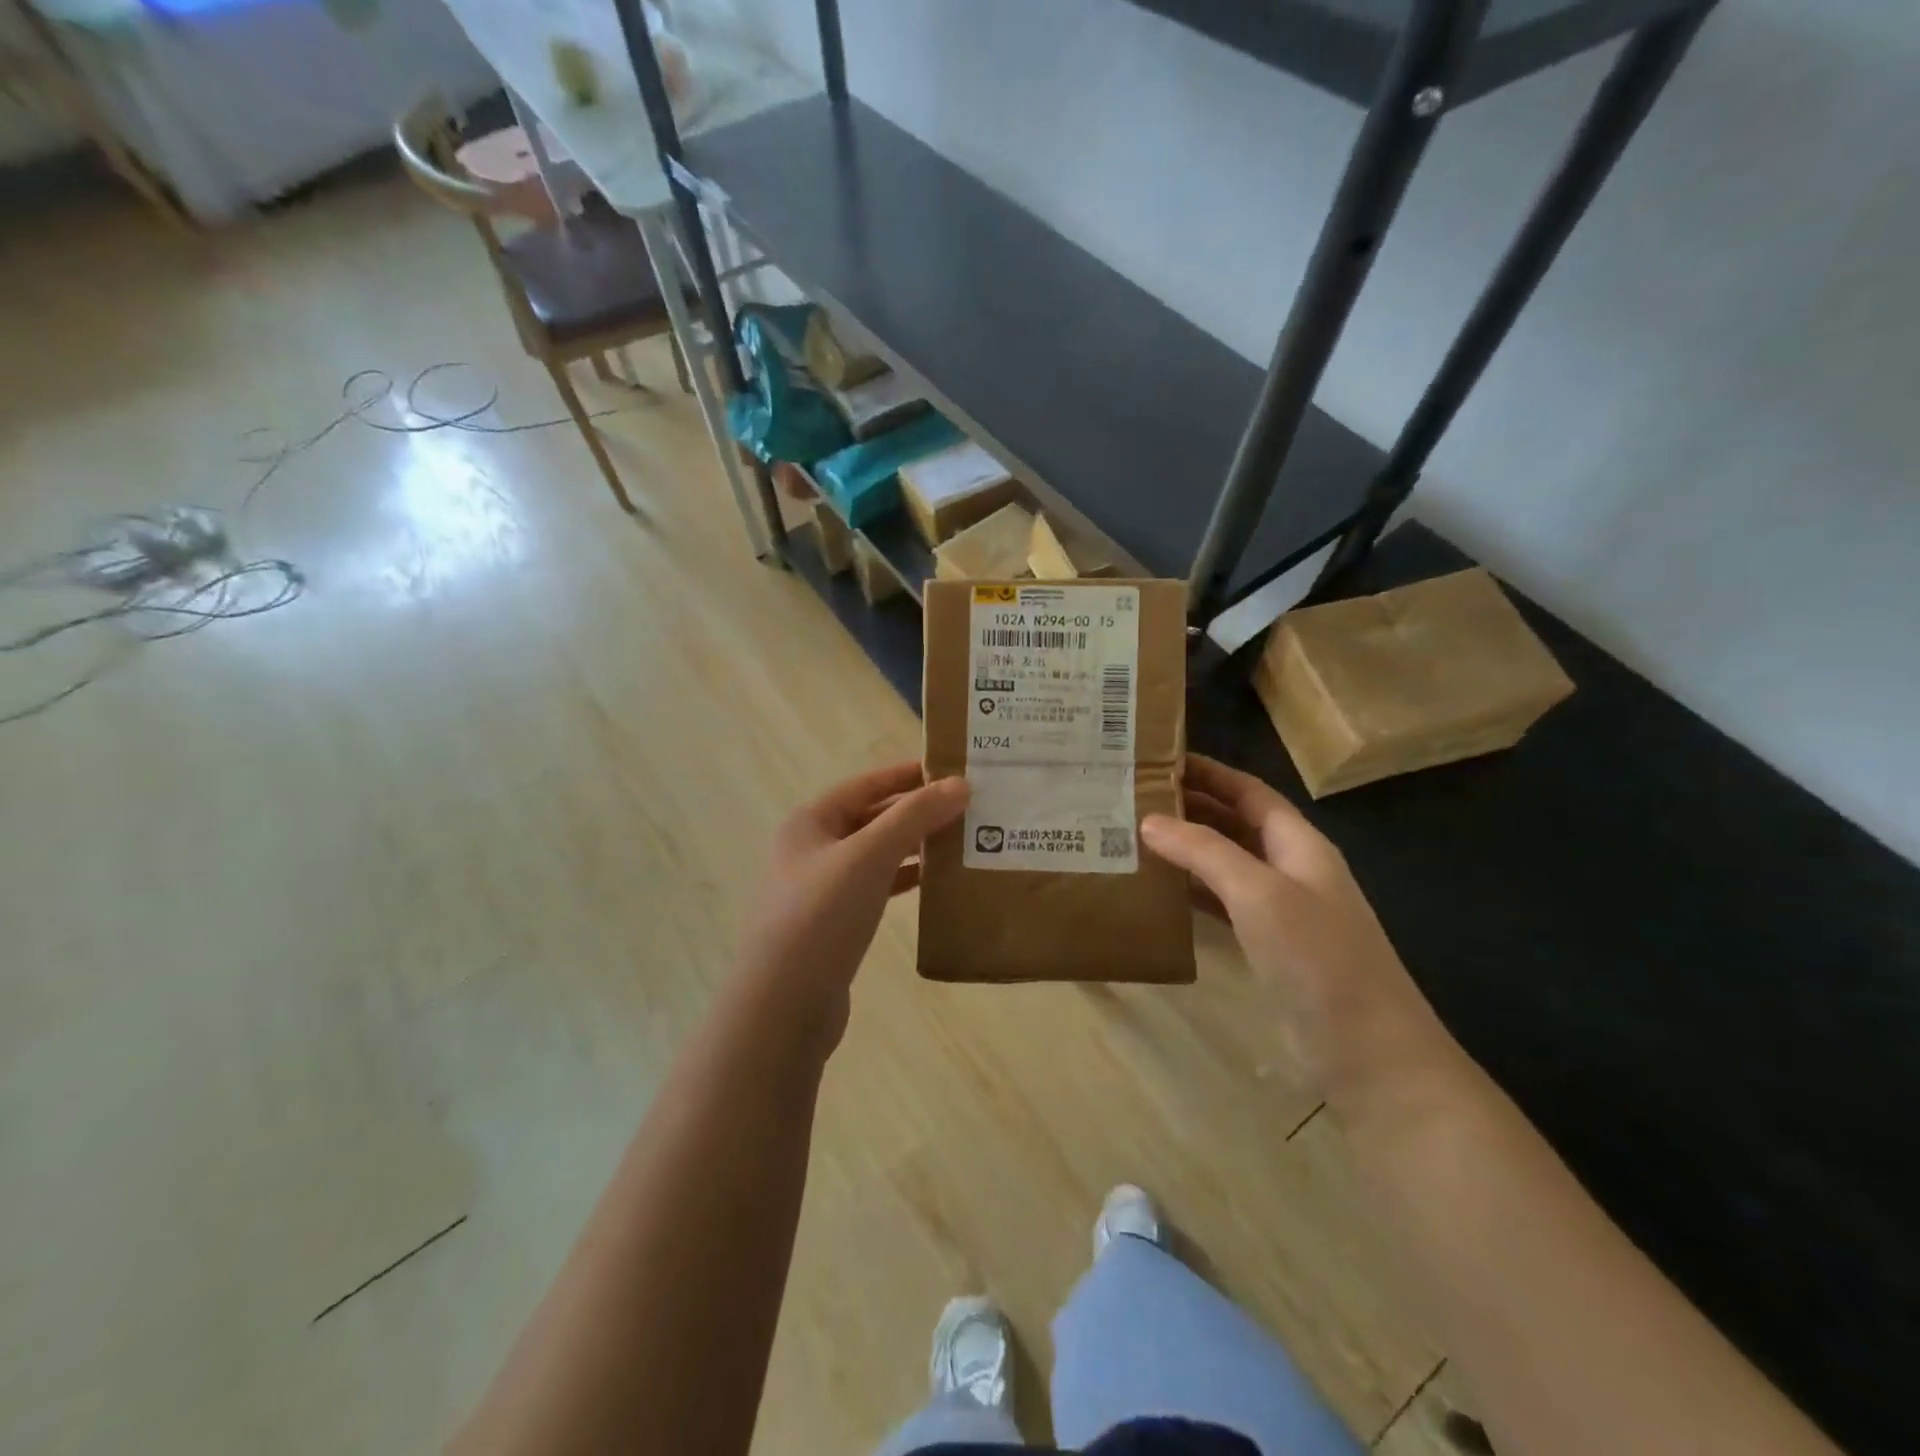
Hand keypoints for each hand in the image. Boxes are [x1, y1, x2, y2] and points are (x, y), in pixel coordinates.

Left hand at [737, 762, 967, 1051]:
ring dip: (912, 846)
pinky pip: (875, 889)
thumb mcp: (869, 856)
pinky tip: (933, 883)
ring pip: (875, 855)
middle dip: (915, 811)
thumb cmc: (821, 916)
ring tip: (958, 841)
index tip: (950, 770)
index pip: (864, 784)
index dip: (906, 774)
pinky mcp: (833, 925)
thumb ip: (914, 817)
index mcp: (809, 823)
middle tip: (965, 807)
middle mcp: (811, 850)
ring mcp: (820, 890)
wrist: (784, 1007)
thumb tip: (959, 784)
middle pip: (870, 818)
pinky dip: (903, 881)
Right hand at [1141, 755, 1448, 1102]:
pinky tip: (1160, 891)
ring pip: (1226, 864)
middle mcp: (1290, 868)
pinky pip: (1223, 904)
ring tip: (1134, 837)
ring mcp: (1280, 910)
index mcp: (1298, 844)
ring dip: (1187, 849)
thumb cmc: (1319, 959)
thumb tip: (1150, 820)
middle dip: (1190, 807)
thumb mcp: (1260, 894)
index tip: (1158, 758)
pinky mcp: (1268, 947)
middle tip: (1132, 798)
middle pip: (1235, 823)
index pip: (1248, 792)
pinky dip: (1192, 891)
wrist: (1368, 1053)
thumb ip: (1205, 852)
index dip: (1208, 772)